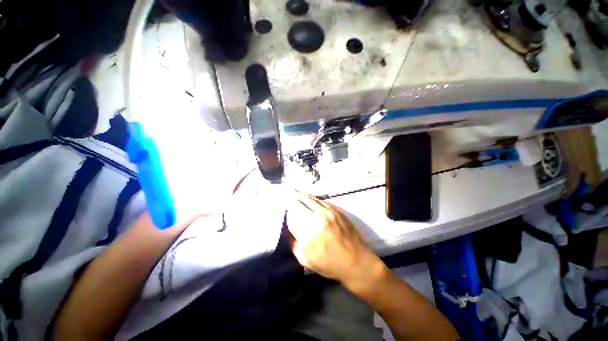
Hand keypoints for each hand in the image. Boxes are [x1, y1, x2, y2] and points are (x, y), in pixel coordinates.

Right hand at [286, 192, 385, 290]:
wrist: (357, 261)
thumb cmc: (330, 265)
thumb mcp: (306, 261)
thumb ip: (293, 244)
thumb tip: (288, 229)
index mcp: (307, 235)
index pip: (289, 218)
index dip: (284, 215)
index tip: (283, 215)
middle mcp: (316, 219)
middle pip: (295, 203)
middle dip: (288, 203)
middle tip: (286, 204)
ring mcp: (327, 211)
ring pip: (306, 198)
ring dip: (298, 197)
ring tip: (293, 196)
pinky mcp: (335, 209)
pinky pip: (318, 200)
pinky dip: (310, 199)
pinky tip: (307, 200)